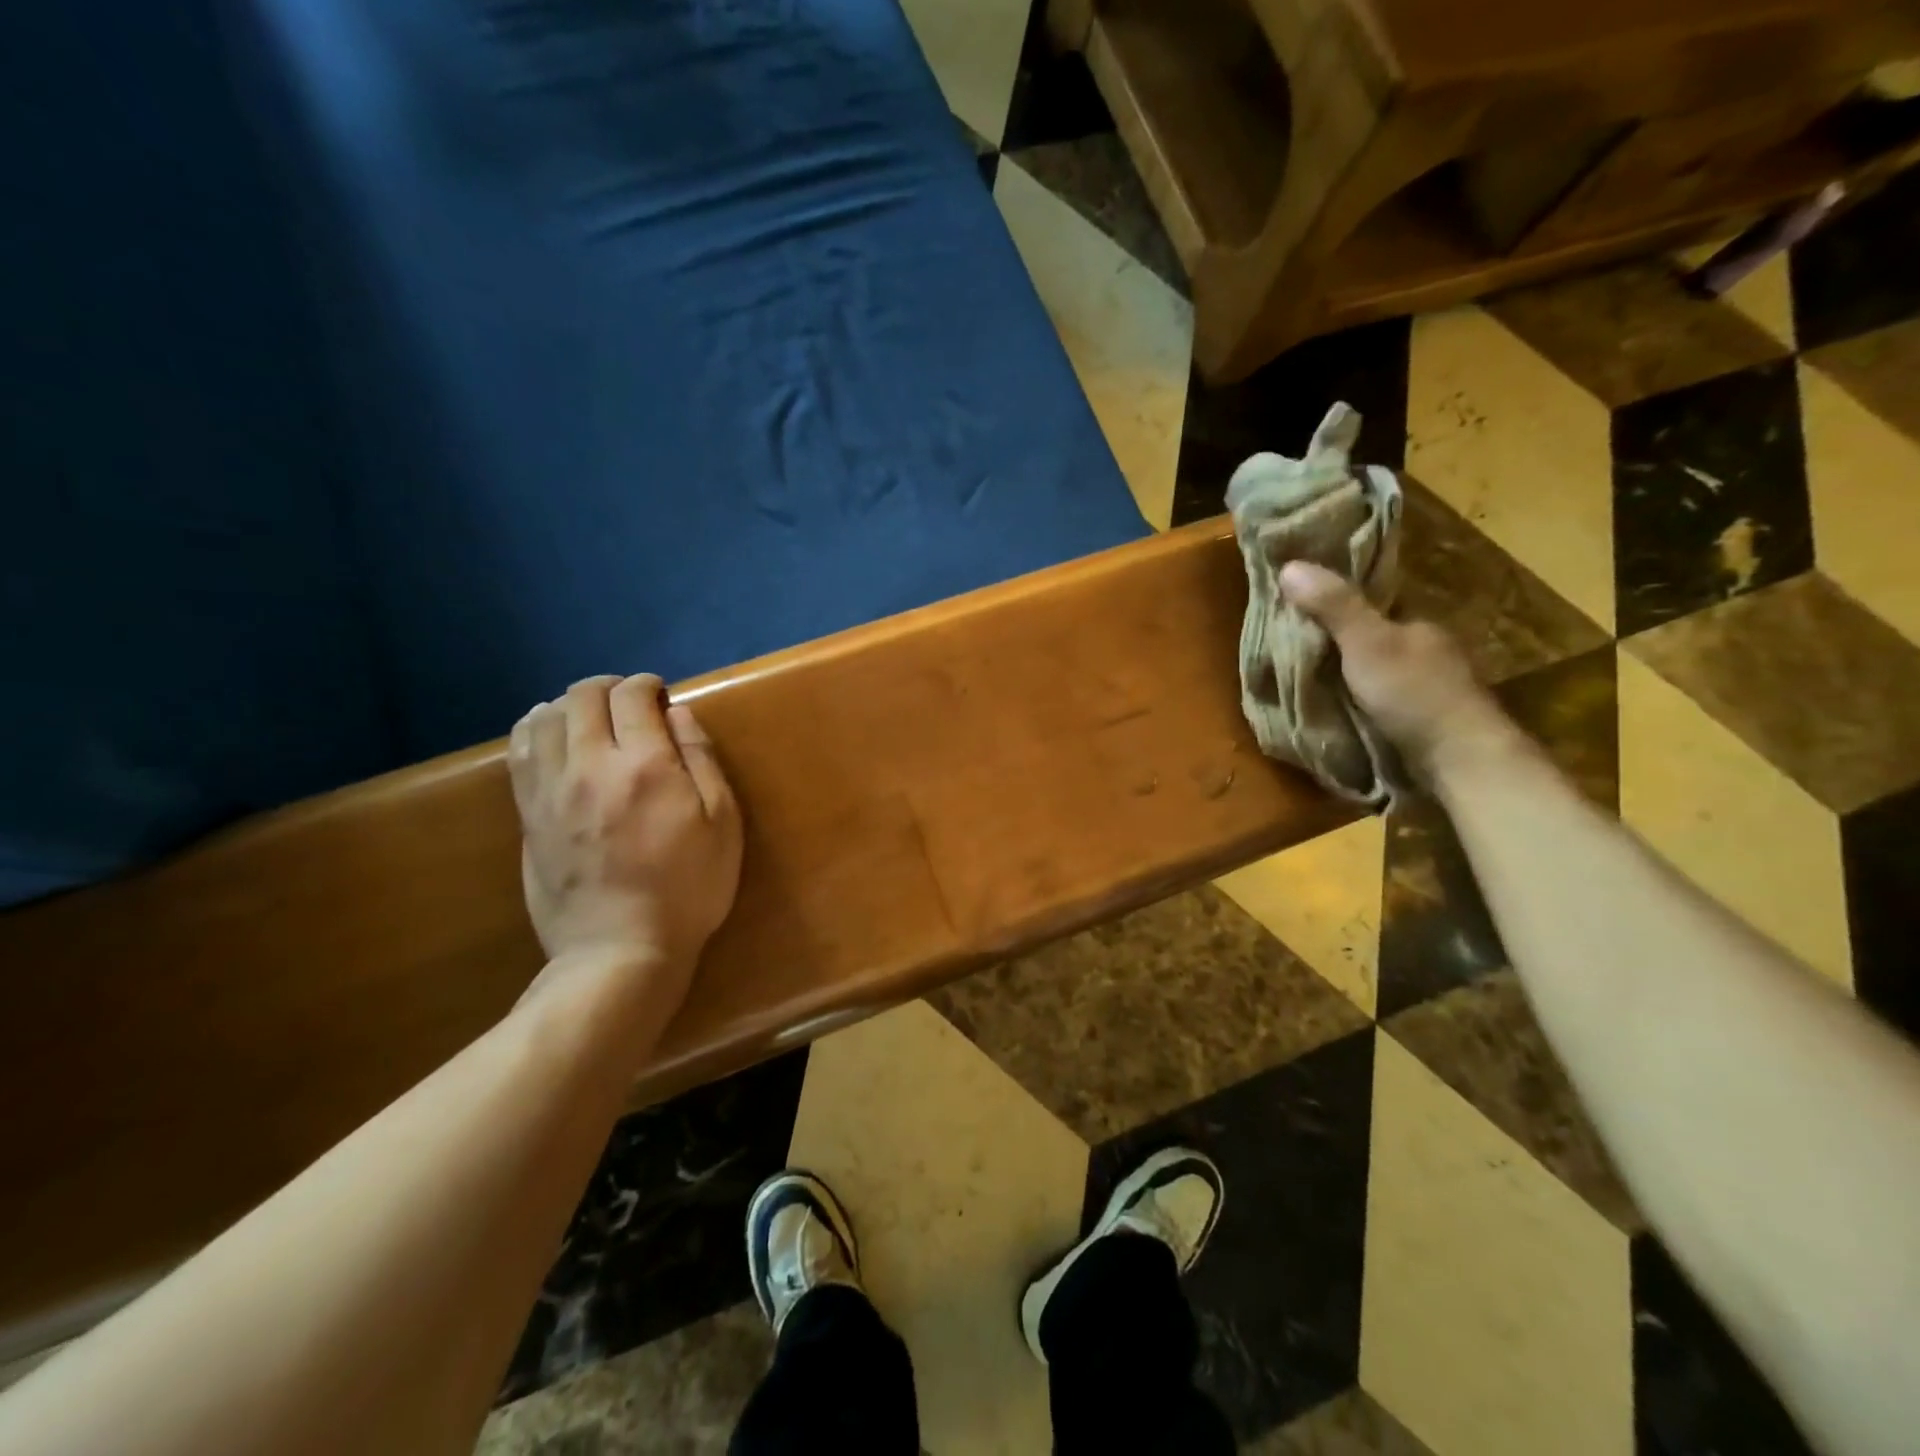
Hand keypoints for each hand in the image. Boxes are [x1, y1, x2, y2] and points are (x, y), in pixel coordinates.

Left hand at [509, 675, 742, 1000]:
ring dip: (567, 704)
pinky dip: (534, 730)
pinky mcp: (528, 817)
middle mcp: (589, 766)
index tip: (660, 695)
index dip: (647, 685)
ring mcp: (550, 791)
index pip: (632, 696)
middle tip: (628, 702)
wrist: (620, 951)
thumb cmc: (688, 889)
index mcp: (644, 765)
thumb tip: (678, 713)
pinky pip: (518, 753)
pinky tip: (548, 736)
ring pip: (542, 718)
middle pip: (582, 697)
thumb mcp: (722, 825)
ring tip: (587, 716)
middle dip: (607, 686)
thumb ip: (702, 760)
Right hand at [1278, 561, 1520, 782]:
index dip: (1337, 601)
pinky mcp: (1423, 720)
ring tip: (1305, 680)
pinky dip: (1358, 700)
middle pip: (1372, 637)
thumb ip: (1334, 606)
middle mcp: (1426, 649)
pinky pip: (1380, 700)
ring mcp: (1428, 687)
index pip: (1373, 603)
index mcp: (1418, 623)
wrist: (1458, 759)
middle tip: (1293, 649)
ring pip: (1376, 670)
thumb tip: (1289, 564)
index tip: (1298, 608)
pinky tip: (1336, 708)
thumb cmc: (1413, 692)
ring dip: (1347, 675)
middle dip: (1339, 642)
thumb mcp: (1366, 643)